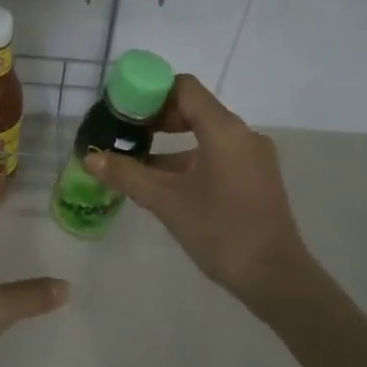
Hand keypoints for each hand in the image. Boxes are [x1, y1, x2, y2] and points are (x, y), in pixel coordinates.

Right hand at [85, 75, 313, 309]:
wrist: (276, 278)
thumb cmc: (220, 231)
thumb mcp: (166, 201)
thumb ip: (126, 175)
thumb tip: (90, 159)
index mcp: (224, 129)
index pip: (184, 88)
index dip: (151, 93)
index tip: (123, 111)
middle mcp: (242, 134)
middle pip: (193, 108)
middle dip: (156, 118)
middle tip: (124, 134)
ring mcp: (252, 156)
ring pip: (204, 134)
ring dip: (170, 142)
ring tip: (135, 160)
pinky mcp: (255, 177)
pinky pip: (217, 154)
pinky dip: (188, 159)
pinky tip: (163, 182)